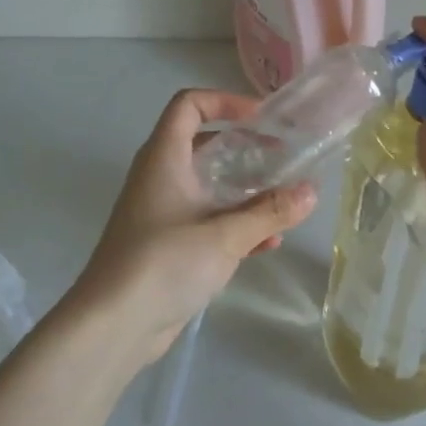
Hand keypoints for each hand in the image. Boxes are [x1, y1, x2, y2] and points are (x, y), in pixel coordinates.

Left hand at [71, 89, 315, 365]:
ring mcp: (163, 213)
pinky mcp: (168, 246)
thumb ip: (270, 212)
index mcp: (165, 158)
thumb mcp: (226, 235)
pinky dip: (236, 225)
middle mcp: (161, 178)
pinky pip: (208, 222)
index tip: (263, 118)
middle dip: (246, 150)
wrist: (114, 324)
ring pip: (210, 187)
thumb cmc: (164, 263)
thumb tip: (311, 191)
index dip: (225, 101)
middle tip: (284, 159)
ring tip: (284, 203)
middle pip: (205, 145)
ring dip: (246, 192)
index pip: (189, 105)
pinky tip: (267, 244)